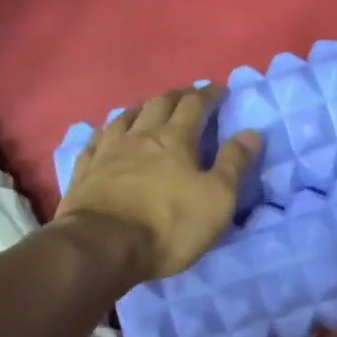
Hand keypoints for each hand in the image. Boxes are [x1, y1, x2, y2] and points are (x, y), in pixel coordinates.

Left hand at [54, 85, 262, 281]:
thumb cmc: (168, 225)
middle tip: (187, 94)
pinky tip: (105, 134)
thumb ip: (234, 164)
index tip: (218, 89)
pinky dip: (106, 132)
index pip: (194, 106)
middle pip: (158, 105)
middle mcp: (139, 137)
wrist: (103, 246)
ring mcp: (107, 152)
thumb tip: (251, 132)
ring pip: (124, 118)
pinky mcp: (84, 172)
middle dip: (176, 96)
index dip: (208, 95)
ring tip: (148, 108)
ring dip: (141, 108)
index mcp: (174, 140)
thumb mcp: (217, 199)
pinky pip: (94, 141)